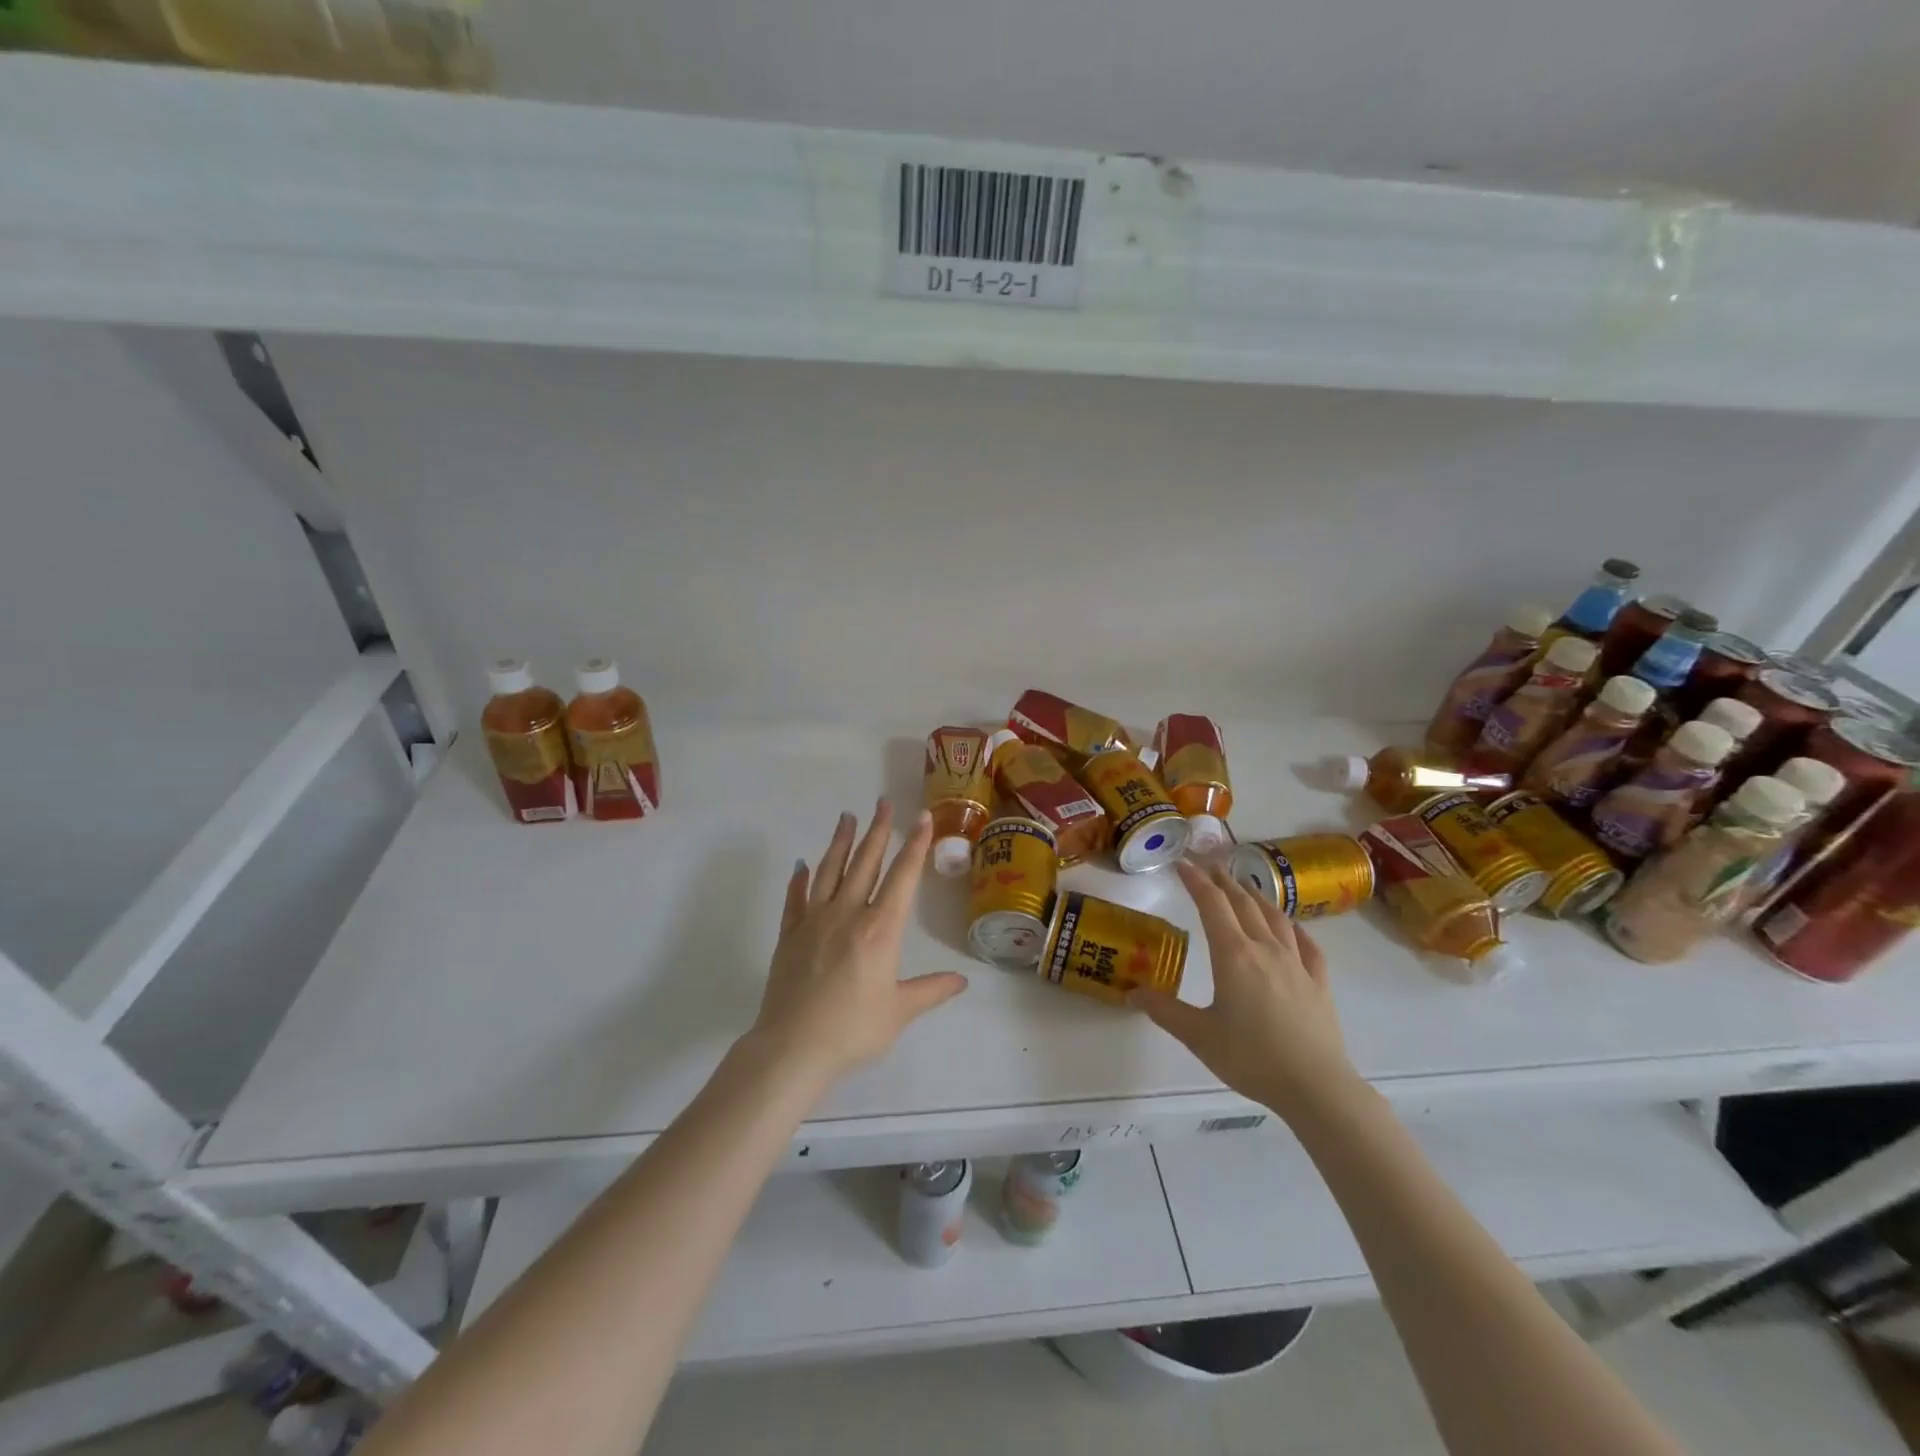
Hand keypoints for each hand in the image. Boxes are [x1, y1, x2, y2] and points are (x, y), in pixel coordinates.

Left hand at [745, 802, 968, 1084]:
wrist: (793, 1047)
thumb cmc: (853, 1029)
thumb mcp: (900, 1011)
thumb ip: (931, 991)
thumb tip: (962, 981)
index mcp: (880, 929)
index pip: (902, 877)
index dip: (914, 845)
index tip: (921, 817)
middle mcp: (848, 914)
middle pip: (865, 862)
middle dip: (877, 831)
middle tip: (882, 803)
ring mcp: (814, 921)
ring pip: (830, 871)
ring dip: (839, 842)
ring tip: (846, 816)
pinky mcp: (789, 934)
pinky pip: (795, 899)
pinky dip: (799, 879)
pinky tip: (802, 865)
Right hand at [1130, 862, 1360, 1120]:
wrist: (1315, 1086)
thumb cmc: (1251, 1058)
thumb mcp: (1198, 1036)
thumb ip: (1164, 1010)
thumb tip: (1132, 992)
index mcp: (1233, 955)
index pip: (1212, 905)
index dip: (1196, 881)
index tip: (1182, 864)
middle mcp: (1265, 949)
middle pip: (1243, 903)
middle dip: (1223, 881)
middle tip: (1209, 866)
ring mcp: (1296, 963)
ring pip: (1275, 917)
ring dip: (1256, 897)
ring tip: (1245, 887)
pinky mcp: (1318, 982)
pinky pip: (1307, 944)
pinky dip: (1294, 928)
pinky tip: (1292, 927)